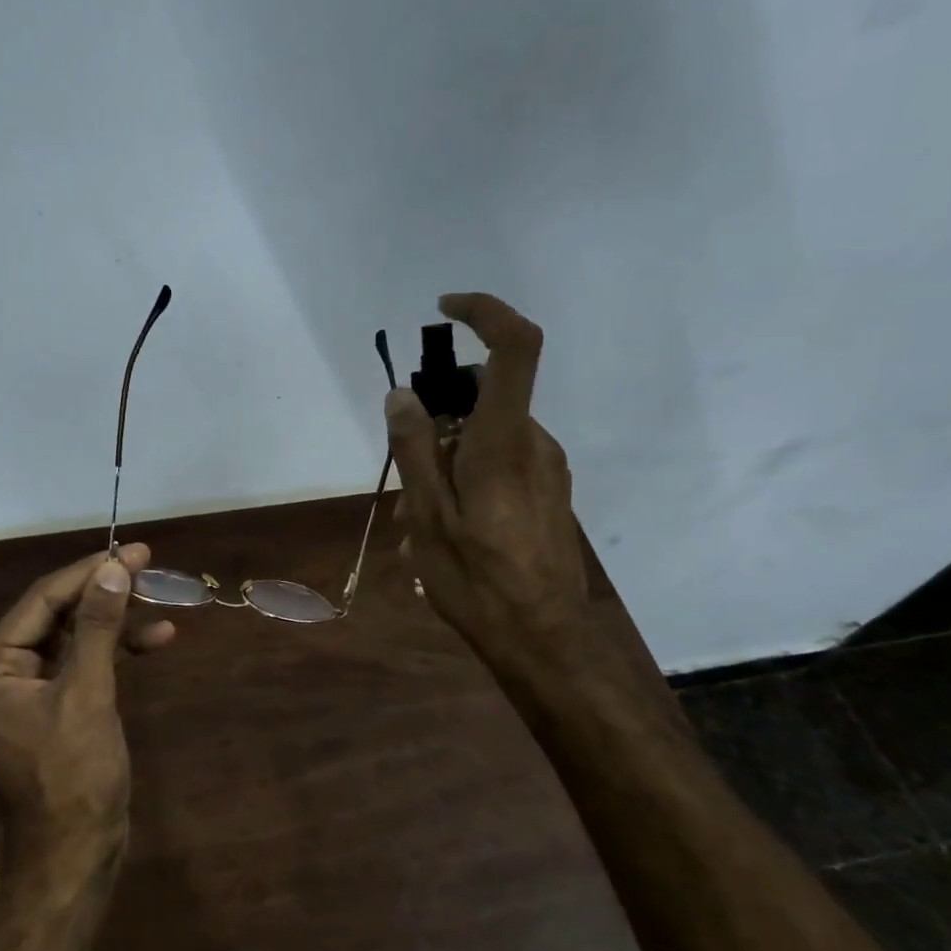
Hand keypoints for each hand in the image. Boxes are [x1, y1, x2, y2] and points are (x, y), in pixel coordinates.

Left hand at [0, 544, 174, 855]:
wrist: (77, 850)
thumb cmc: (73, 774)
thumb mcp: (87, 694)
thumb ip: (97, 627)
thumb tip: (112, 568)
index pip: (42, 600)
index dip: (87, 572)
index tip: (131, 551)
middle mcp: (6, 670)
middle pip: (58, 613)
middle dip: (103, 590)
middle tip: (147, 562)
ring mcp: (33, 688)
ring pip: (76, 635)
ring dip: (116, 618)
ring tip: (159, 597)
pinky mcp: (60, 703)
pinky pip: (86, 662)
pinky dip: (119, 649)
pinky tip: (158, 639)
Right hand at [385, 293, 589, 665]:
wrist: (543, 640)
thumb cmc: (477, 581)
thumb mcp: (428, 518)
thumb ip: (414, 451)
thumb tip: (403, 396)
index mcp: (502, 443)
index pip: (513, 348)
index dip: (485, 312)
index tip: (444, 310)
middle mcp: (532, 444)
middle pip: (481, 401)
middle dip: (435, 426)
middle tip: (402, 483)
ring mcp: (545, 469)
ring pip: (484, 439)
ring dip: (444, 463)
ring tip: (415, 523)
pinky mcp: (547, 492)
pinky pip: (500, 465)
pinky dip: (465, 480)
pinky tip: (446, 530)